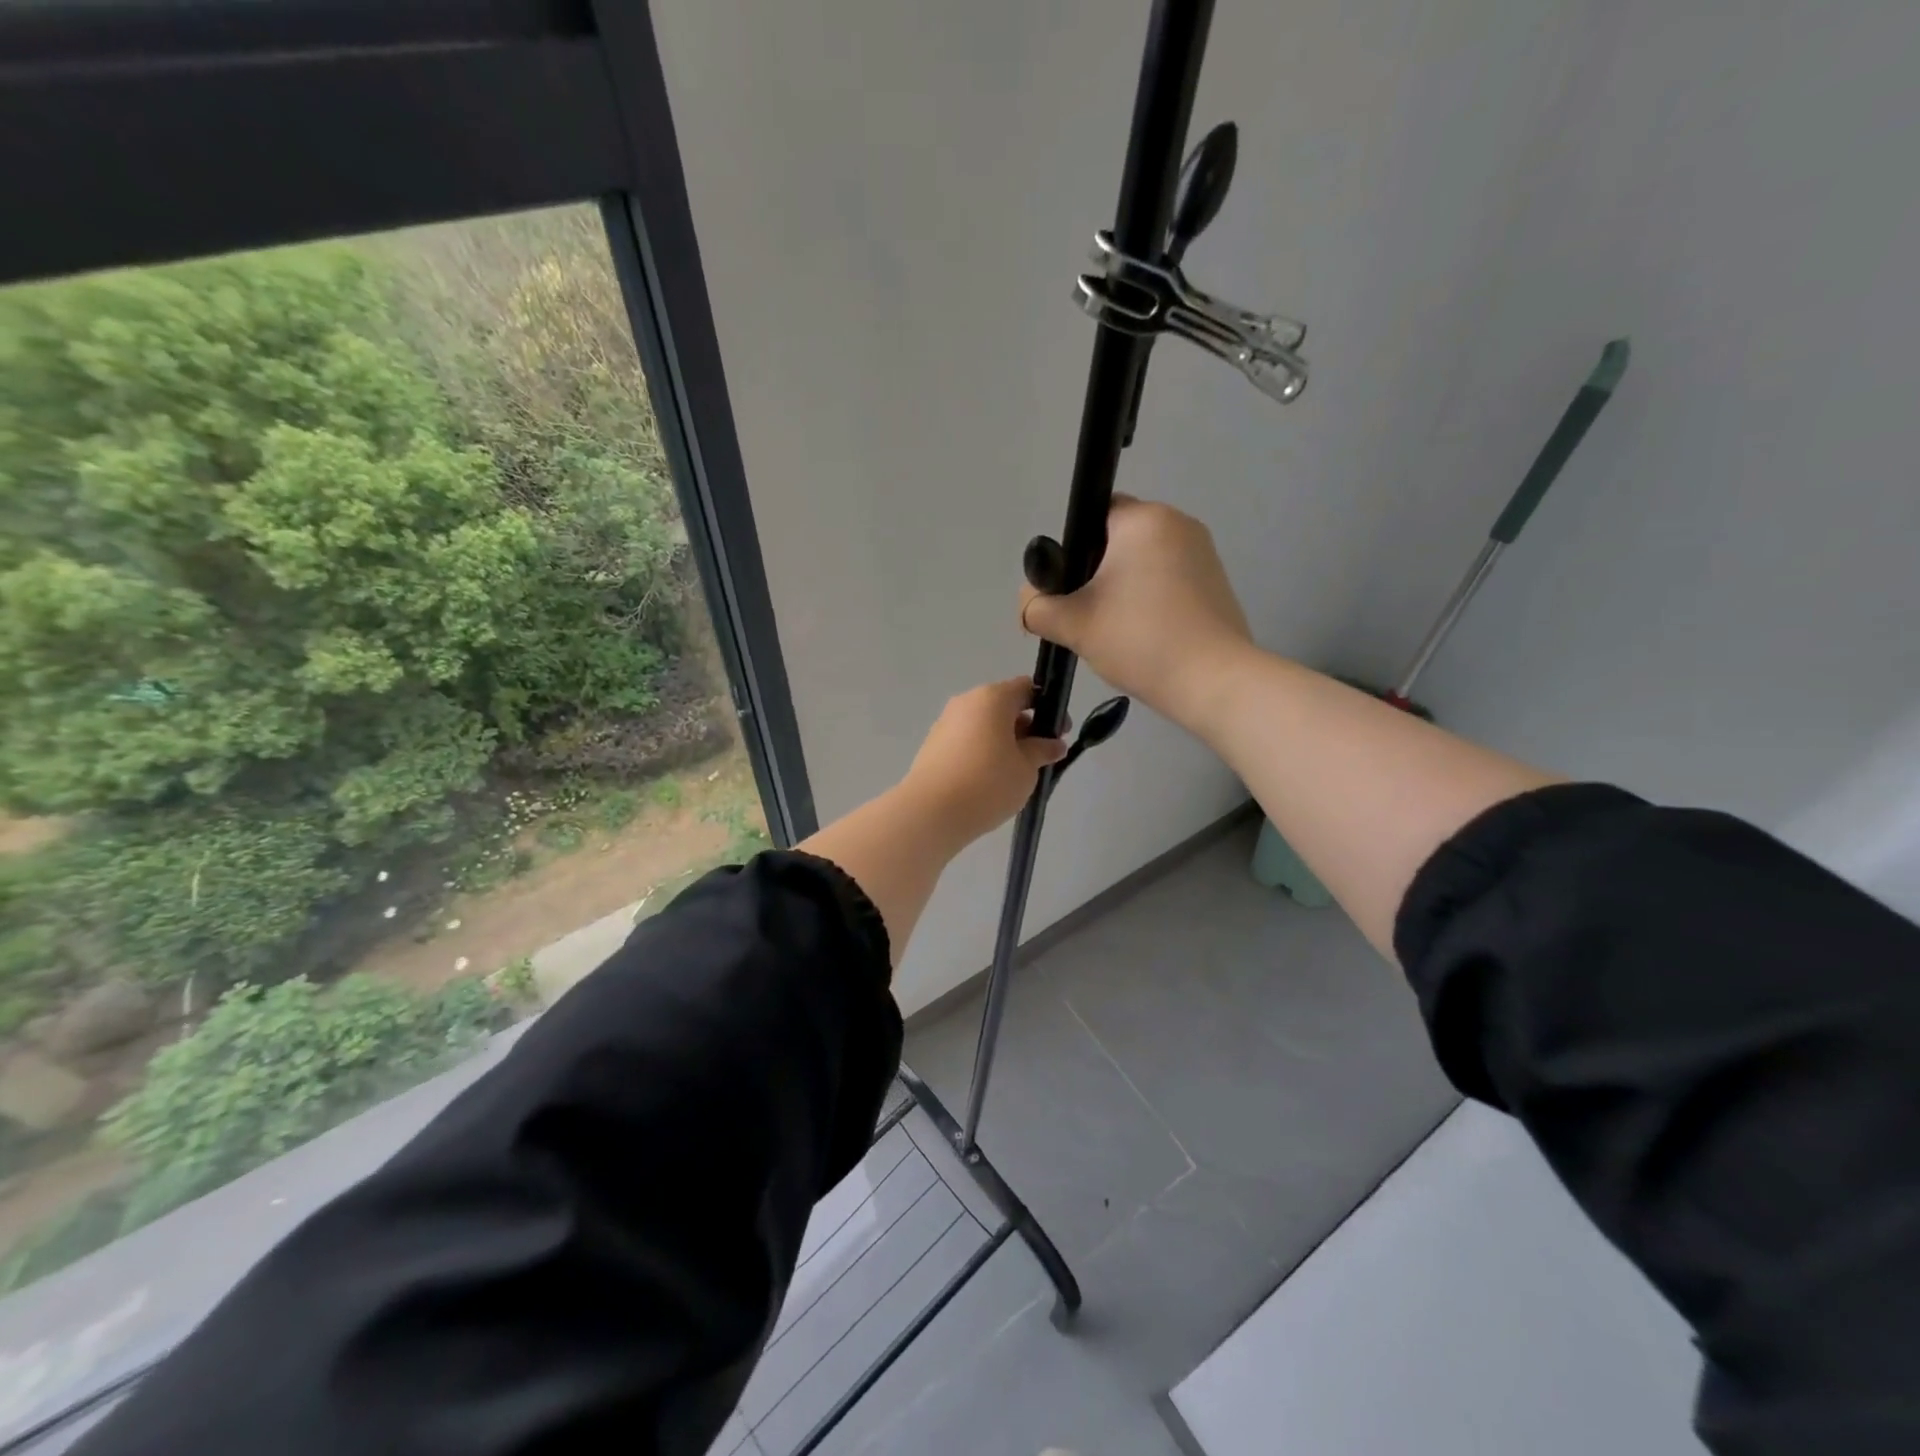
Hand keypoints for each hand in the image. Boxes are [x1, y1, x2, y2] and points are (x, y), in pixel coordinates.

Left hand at [900, 677, 1067, 849]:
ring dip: (1003, 741)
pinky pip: (967, 740)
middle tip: (1040, 756)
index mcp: (992, 698)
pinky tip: (990, 780)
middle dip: (1025, 727)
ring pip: (984, 725)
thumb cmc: (988, 783)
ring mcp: (946, 723)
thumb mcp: (1026, 768)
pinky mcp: (933, 745)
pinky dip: (982, 752)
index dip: (1047, 707)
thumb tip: (1055, 744)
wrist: (931, 812)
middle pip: (1003, 706)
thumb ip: (1042, 751)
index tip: (1059, 732)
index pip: (1026, 688)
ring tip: (1016, 773)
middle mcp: (966, 702)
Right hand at [1019, 497, 1252, 729]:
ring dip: (1125, 589)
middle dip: (1098, 573)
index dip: (1074, 548)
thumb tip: (1029, 604)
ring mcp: (1204, 552)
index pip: (1094, 513)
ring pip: (1144, 562)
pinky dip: (1152, 600)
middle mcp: (1179, 523)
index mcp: (1144, 519)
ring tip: (1116, 631)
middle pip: (1119, 539)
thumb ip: (1037, 607)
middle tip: (1087, 615)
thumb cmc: (1139, 639)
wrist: (1212, 681)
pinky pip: (1169, 580)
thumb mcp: (1073, 624)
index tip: (1071, 587)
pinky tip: (1146, 635)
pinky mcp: (1217, 581)